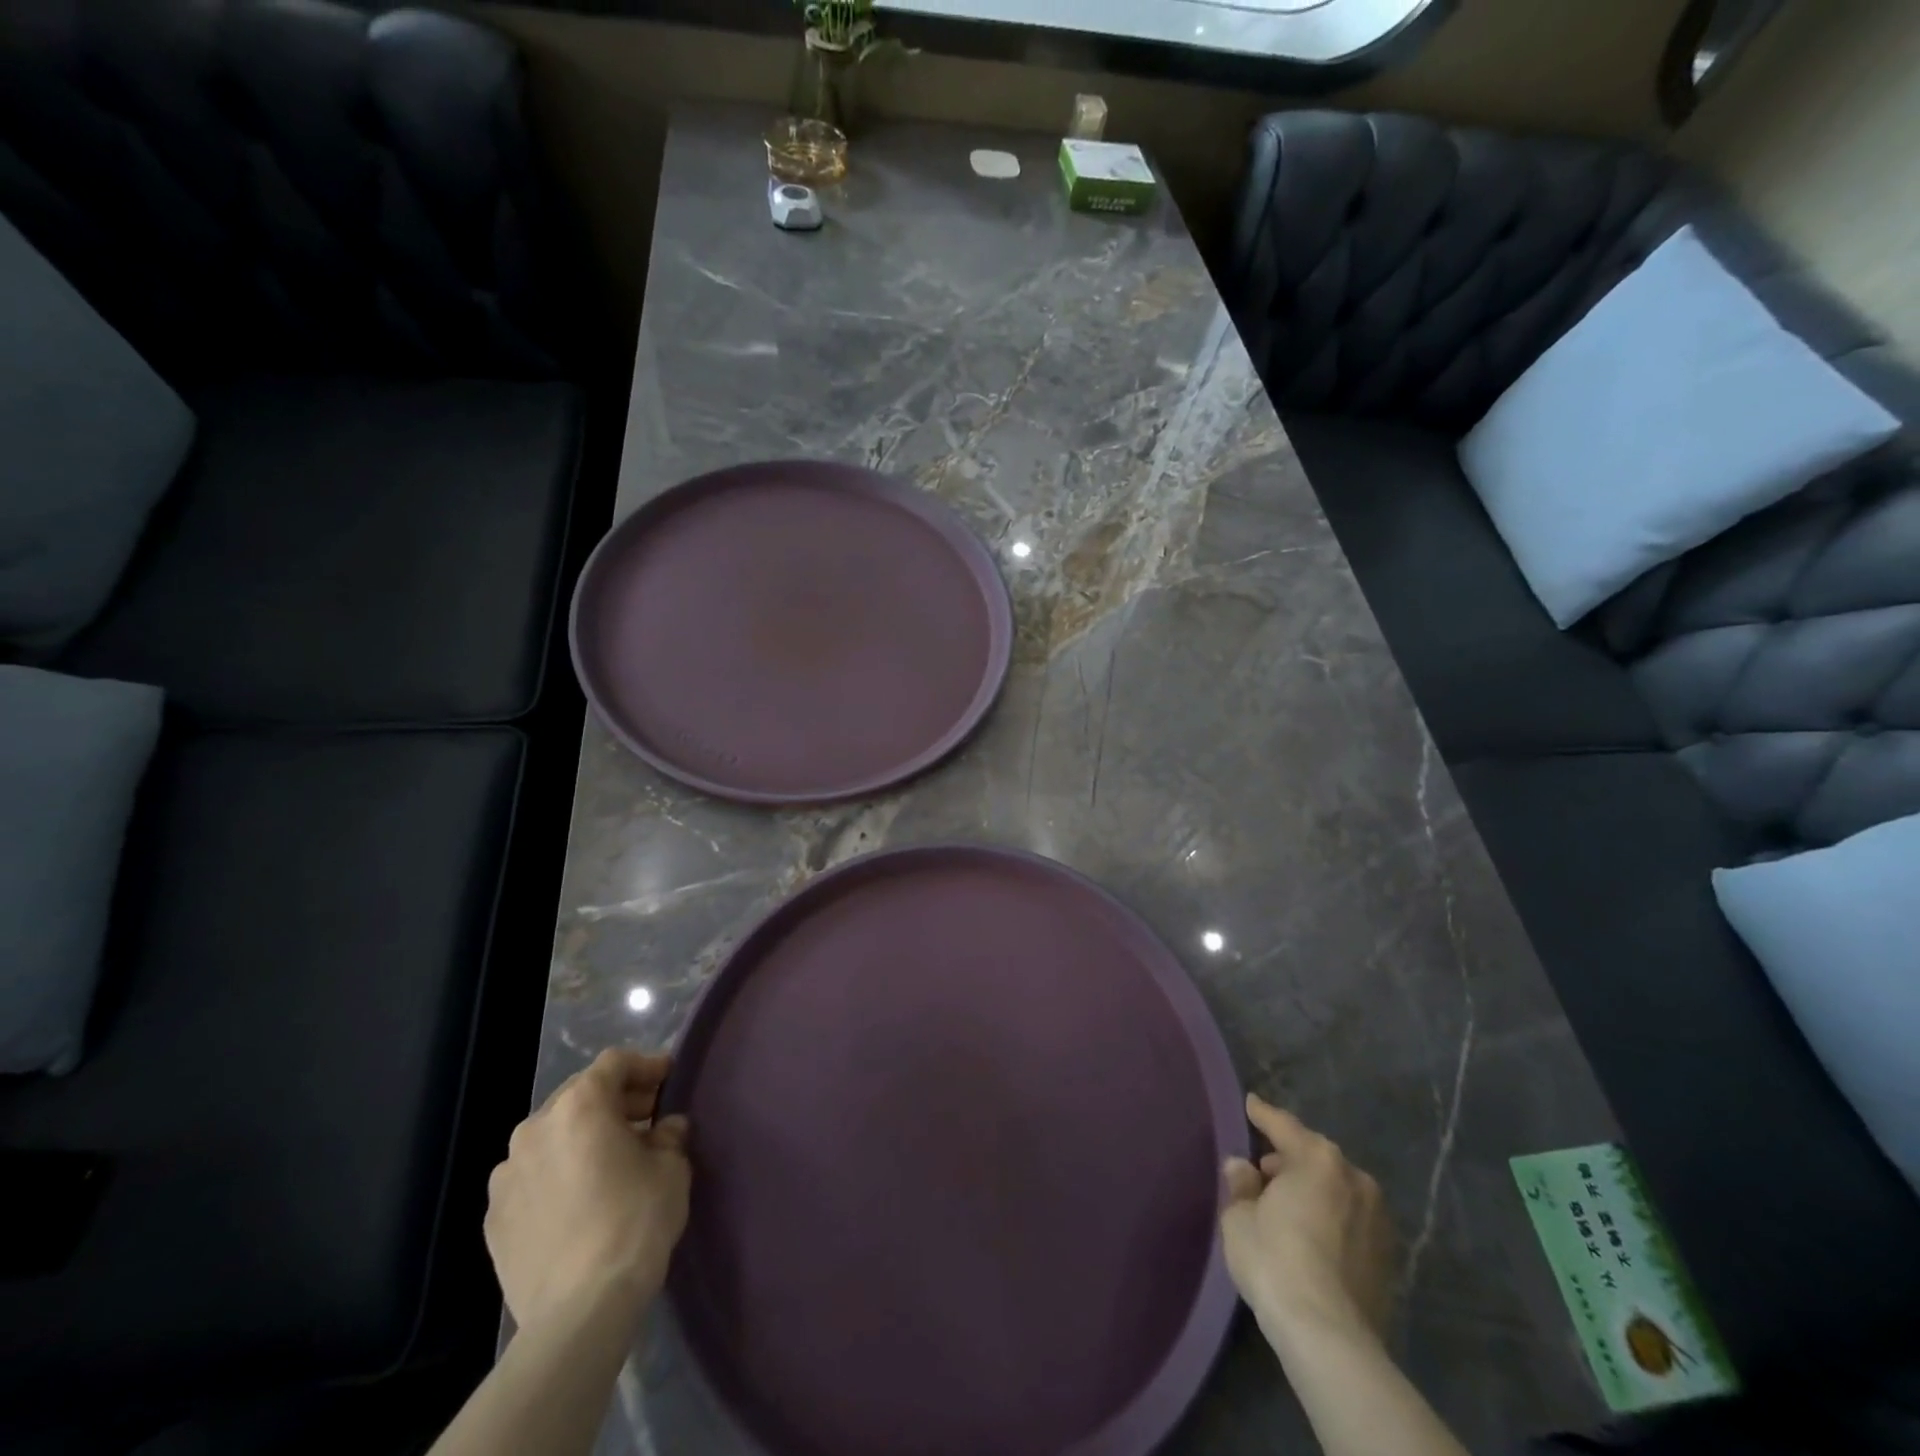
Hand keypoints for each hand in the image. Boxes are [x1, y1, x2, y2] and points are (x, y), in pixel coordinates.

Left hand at [486, 1049, 690, 1338]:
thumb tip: (665, 1128)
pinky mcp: (493, 1218)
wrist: (579, 1311)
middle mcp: (534, 1128)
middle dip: (615, 1101)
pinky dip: (557, 1174)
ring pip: (551, 1137)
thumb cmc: (634, 1221)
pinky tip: (580, 1200)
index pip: (615, 1063)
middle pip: (580, 1095)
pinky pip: (532, 1177)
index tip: (669, 1078)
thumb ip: (669, 1135)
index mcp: (580, 1106)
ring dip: (582, 1138)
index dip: (646, 1065)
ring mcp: (506, 1175)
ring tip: (611, 1162)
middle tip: (647, 1117)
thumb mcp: (672, 1167)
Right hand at [1220, 1094, 1394, 1346]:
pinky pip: (1350, 1219)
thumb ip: (1241, 1184)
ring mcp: (1378, 1217)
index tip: (1251, 1103)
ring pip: (1336, 1188)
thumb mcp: (1239, 1217)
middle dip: (1288, 1159)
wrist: (1330, 1337)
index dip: (1262, 1114)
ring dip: (1312, 1189)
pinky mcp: (1389, 1256)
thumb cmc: (1275, 1260)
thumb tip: (1243, 1168)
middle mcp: (1354, 1177)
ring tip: (1286, 1206)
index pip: (1283, 1125)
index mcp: (1317, 1158)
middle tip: (1263, 1171)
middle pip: (1314, 1155)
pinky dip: (1330, 1217)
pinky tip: (1311, 1235)